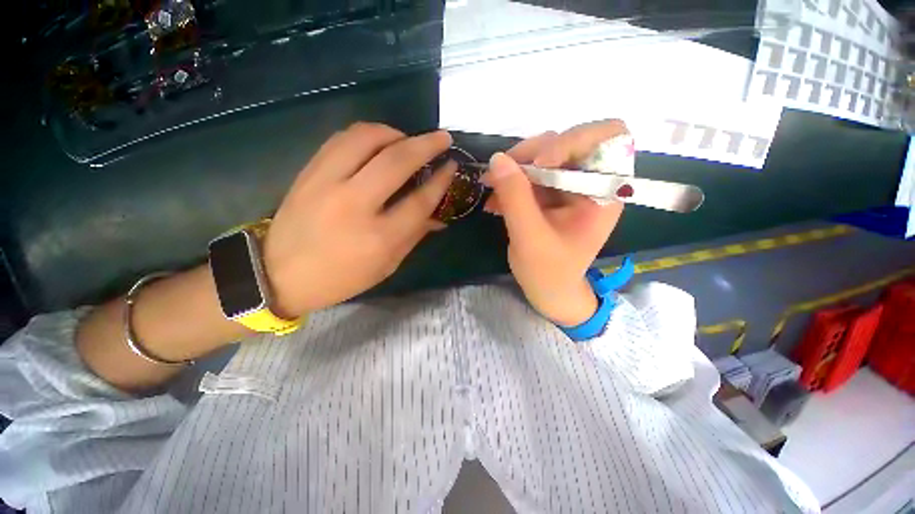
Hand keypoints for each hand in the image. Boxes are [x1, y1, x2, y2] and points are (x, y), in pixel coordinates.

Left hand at [262, 123, 455, 317]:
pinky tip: (378, 141)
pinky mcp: (309, 172)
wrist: (279, 274)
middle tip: (442, 138)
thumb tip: (439, 216)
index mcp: (379, 238)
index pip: (420, 200)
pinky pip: (342, 139)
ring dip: (395, 133)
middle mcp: (355, 205)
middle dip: (426, 144)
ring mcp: (327, 183)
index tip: (452, 166)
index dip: (441, 181)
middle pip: (397, 161)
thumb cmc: (342, 278)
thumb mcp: (386, 265)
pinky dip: (367, 134)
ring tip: (407, 140)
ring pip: (367, 138)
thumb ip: (414, 236)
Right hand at [482, 120, 631, 326]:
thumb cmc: (549, 272)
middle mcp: (590, 182)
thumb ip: (515, 197)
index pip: (608, 137)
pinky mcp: (550, 193)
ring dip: (514, 168)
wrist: (549, 290)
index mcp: (603, 192)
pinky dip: (509, 182)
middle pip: (566, 142)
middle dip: (530, 154)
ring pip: (543, 154)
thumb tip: (497, 158)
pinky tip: (494, 201)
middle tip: (499, 173)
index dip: (574, 139)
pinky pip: (529, 174)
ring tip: (490, 187)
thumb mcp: (530, 237)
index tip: (540, 163)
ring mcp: (568, 186)